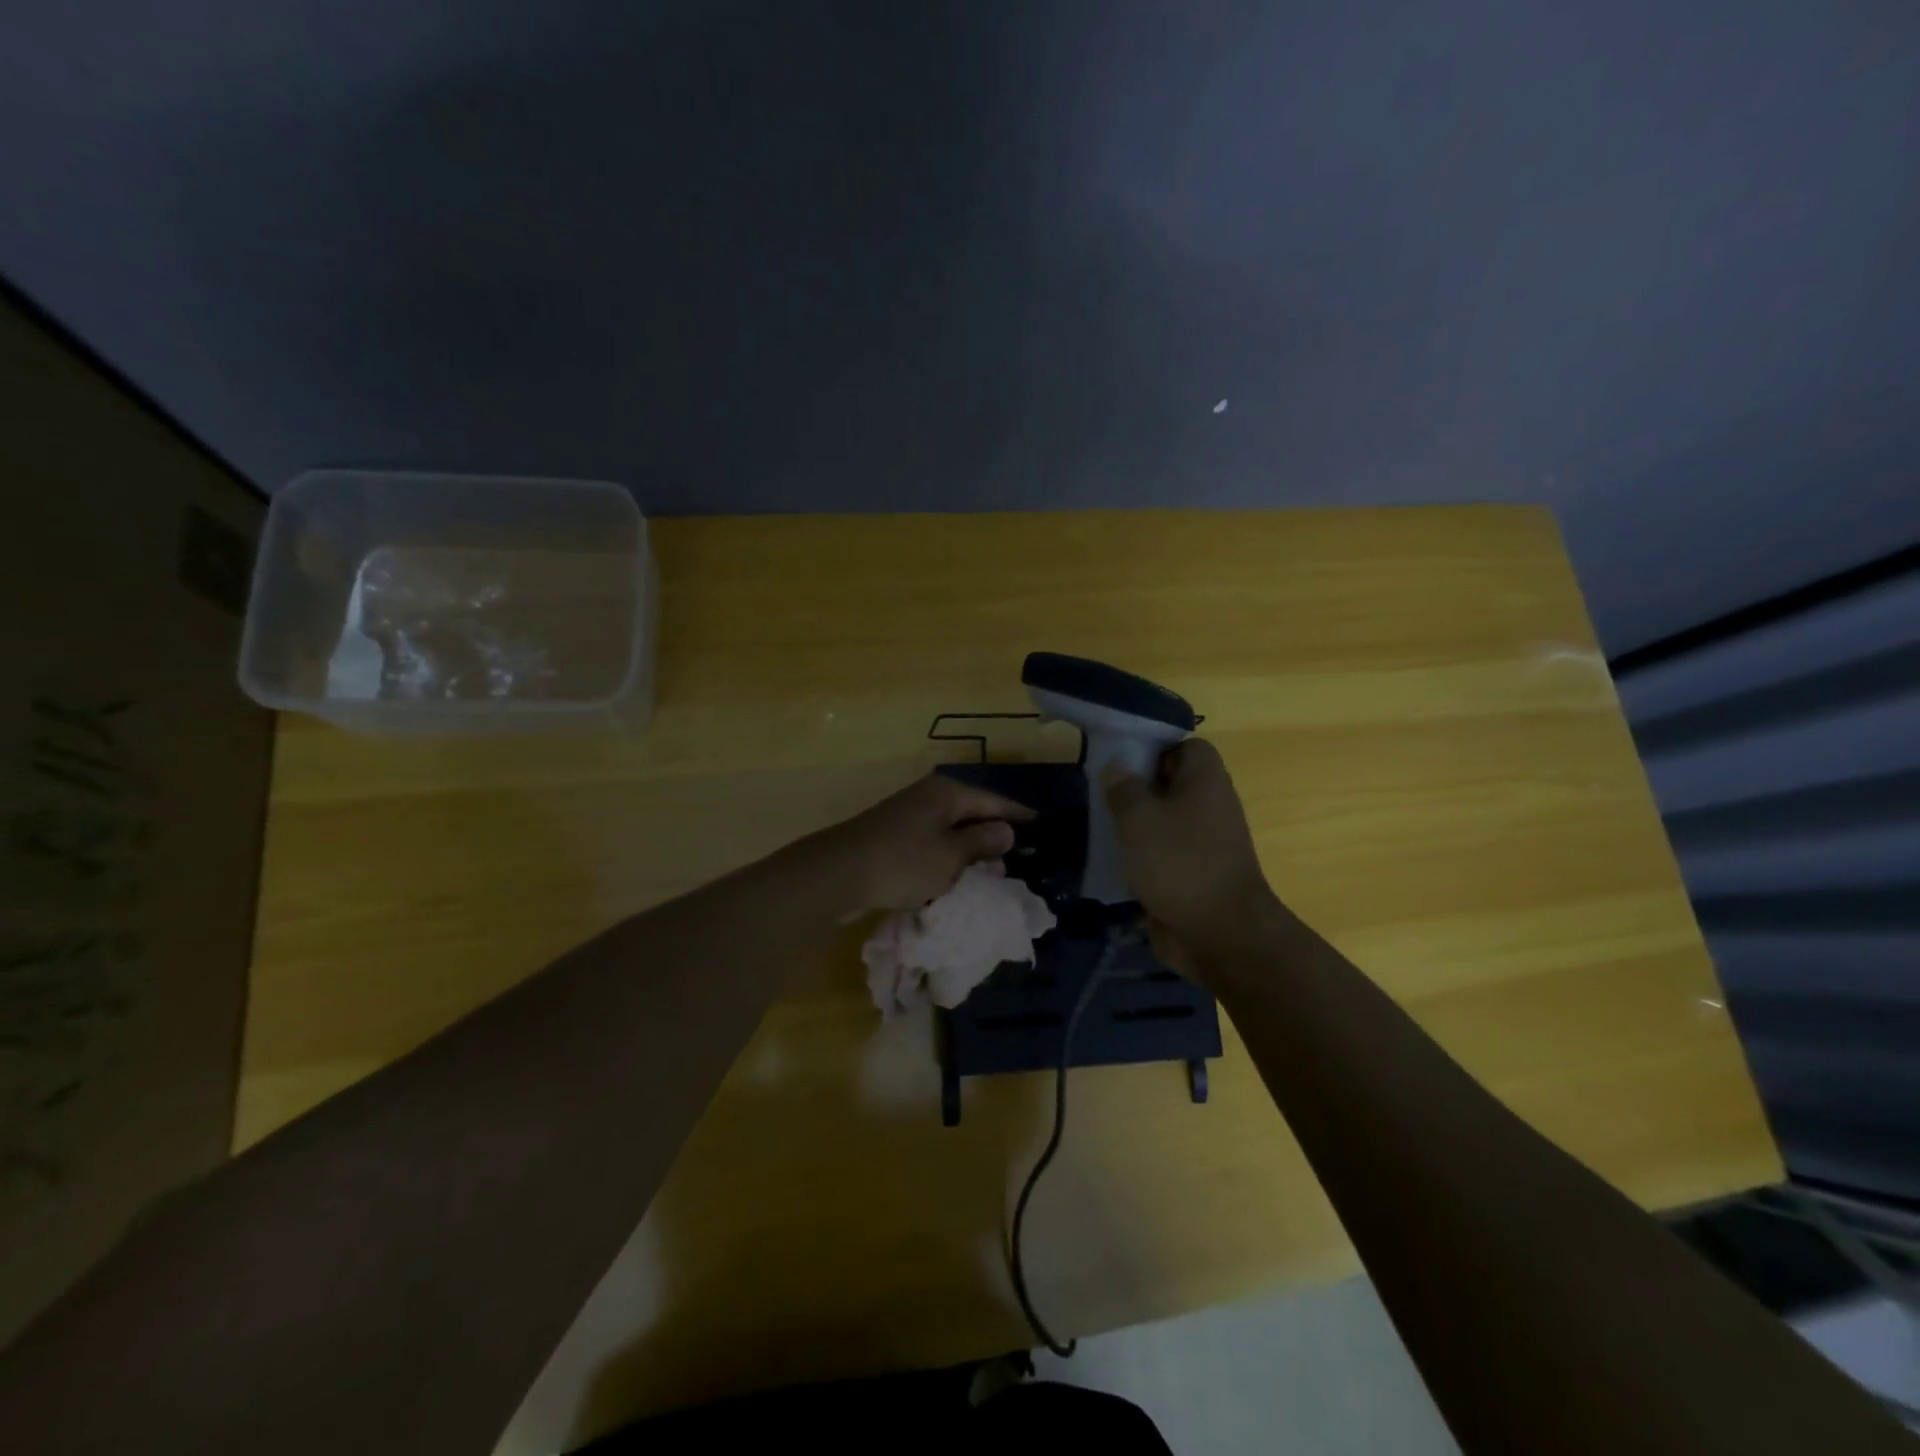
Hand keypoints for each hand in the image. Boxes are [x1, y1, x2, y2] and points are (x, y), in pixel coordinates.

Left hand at [823, 773, 1035, 913]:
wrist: (839, 873)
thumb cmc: (903, 861)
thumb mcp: (952, 855)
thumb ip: (982, 842)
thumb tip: (1006, 830)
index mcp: (948, 793)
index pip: (994, 801)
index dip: (1019, 815)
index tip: (1043, 826)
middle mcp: (929, 796)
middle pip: (972, 811)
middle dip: (994, 831)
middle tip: (1022, 852)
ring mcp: (908, 814)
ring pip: (951, 828)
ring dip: (970, 847)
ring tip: (995, 866)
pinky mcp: (893, 835)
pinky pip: (932, 842)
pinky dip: (947, 855)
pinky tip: (956, 873)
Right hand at [1103, 738, 1281, 977]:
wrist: (1219, 934)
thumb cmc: (1179, 862)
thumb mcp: (1138, 817)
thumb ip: (1122, 788)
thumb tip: (1117, 767)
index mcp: (1205, 781)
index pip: (1184, 746)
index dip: (1153, 749)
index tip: (1120, 762)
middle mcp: (1210, 806)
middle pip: (1170, 784)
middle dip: (1135, 788)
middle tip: (1101, 794)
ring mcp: (1204, 843)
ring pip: (1163, 822)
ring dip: (1134, 827)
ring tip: (1101, 829)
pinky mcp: (1194, 875)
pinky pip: (1163, 855)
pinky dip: (1141, 858)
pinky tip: (1113, 864)